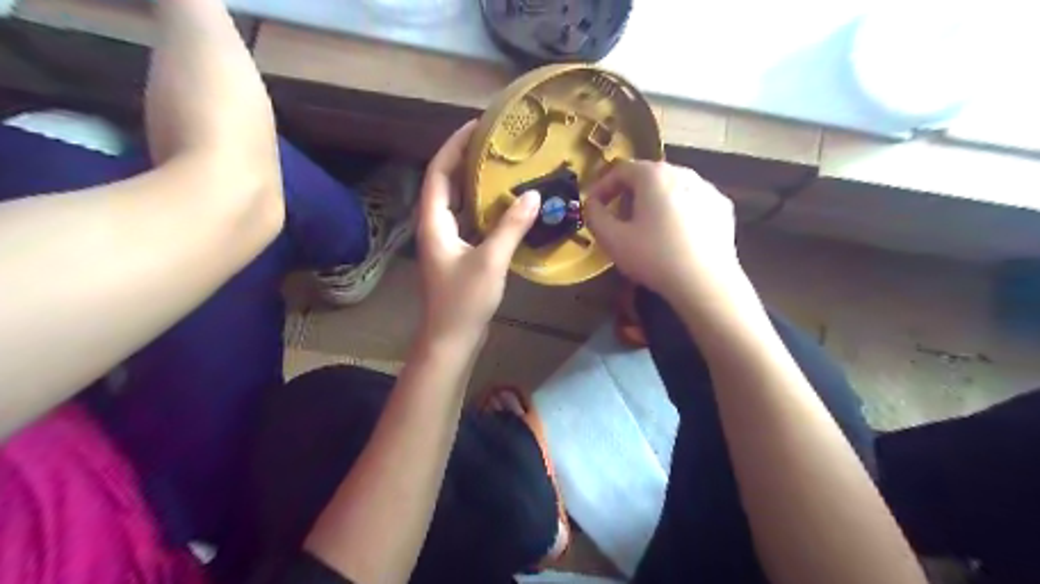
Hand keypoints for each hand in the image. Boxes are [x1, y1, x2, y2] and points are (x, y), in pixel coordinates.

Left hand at [417, 120, 539, 340]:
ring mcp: (447, 241)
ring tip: (502, 166)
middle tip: (494, 143)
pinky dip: (485, 209)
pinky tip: (506, 204)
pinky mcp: (459, 254)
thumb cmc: (464, 300)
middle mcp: (436, 226)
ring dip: (476, 184)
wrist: (452, 339)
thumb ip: (511, 226)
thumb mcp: (490, 260)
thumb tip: (533, 195)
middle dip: (465, 160)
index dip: (454, 146)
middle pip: (446, 183)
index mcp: (433, 222)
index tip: (475, 126)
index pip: (438, 172)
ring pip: (459, 203)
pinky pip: (470, 221)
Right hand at [583, 159, 739, 300]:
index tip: (594, 207)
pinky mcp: (722, 208)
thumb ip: (595, 216)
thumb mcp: (612, 240)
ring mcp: (707, 189)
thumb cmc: (654, 257)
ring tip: (648, 230)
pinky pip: (692, 203)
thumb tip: (592, 204)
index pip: (620, 170)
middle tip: (619, 220)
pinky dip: (679, 212)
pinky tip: (676, 237)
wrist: (705, 283)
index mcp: (654, 175)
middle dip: (628, 195)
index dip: (602, 187)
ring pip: (672, 189)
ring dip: (654, 203)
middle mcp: (683, 172)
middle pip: (648, 177)